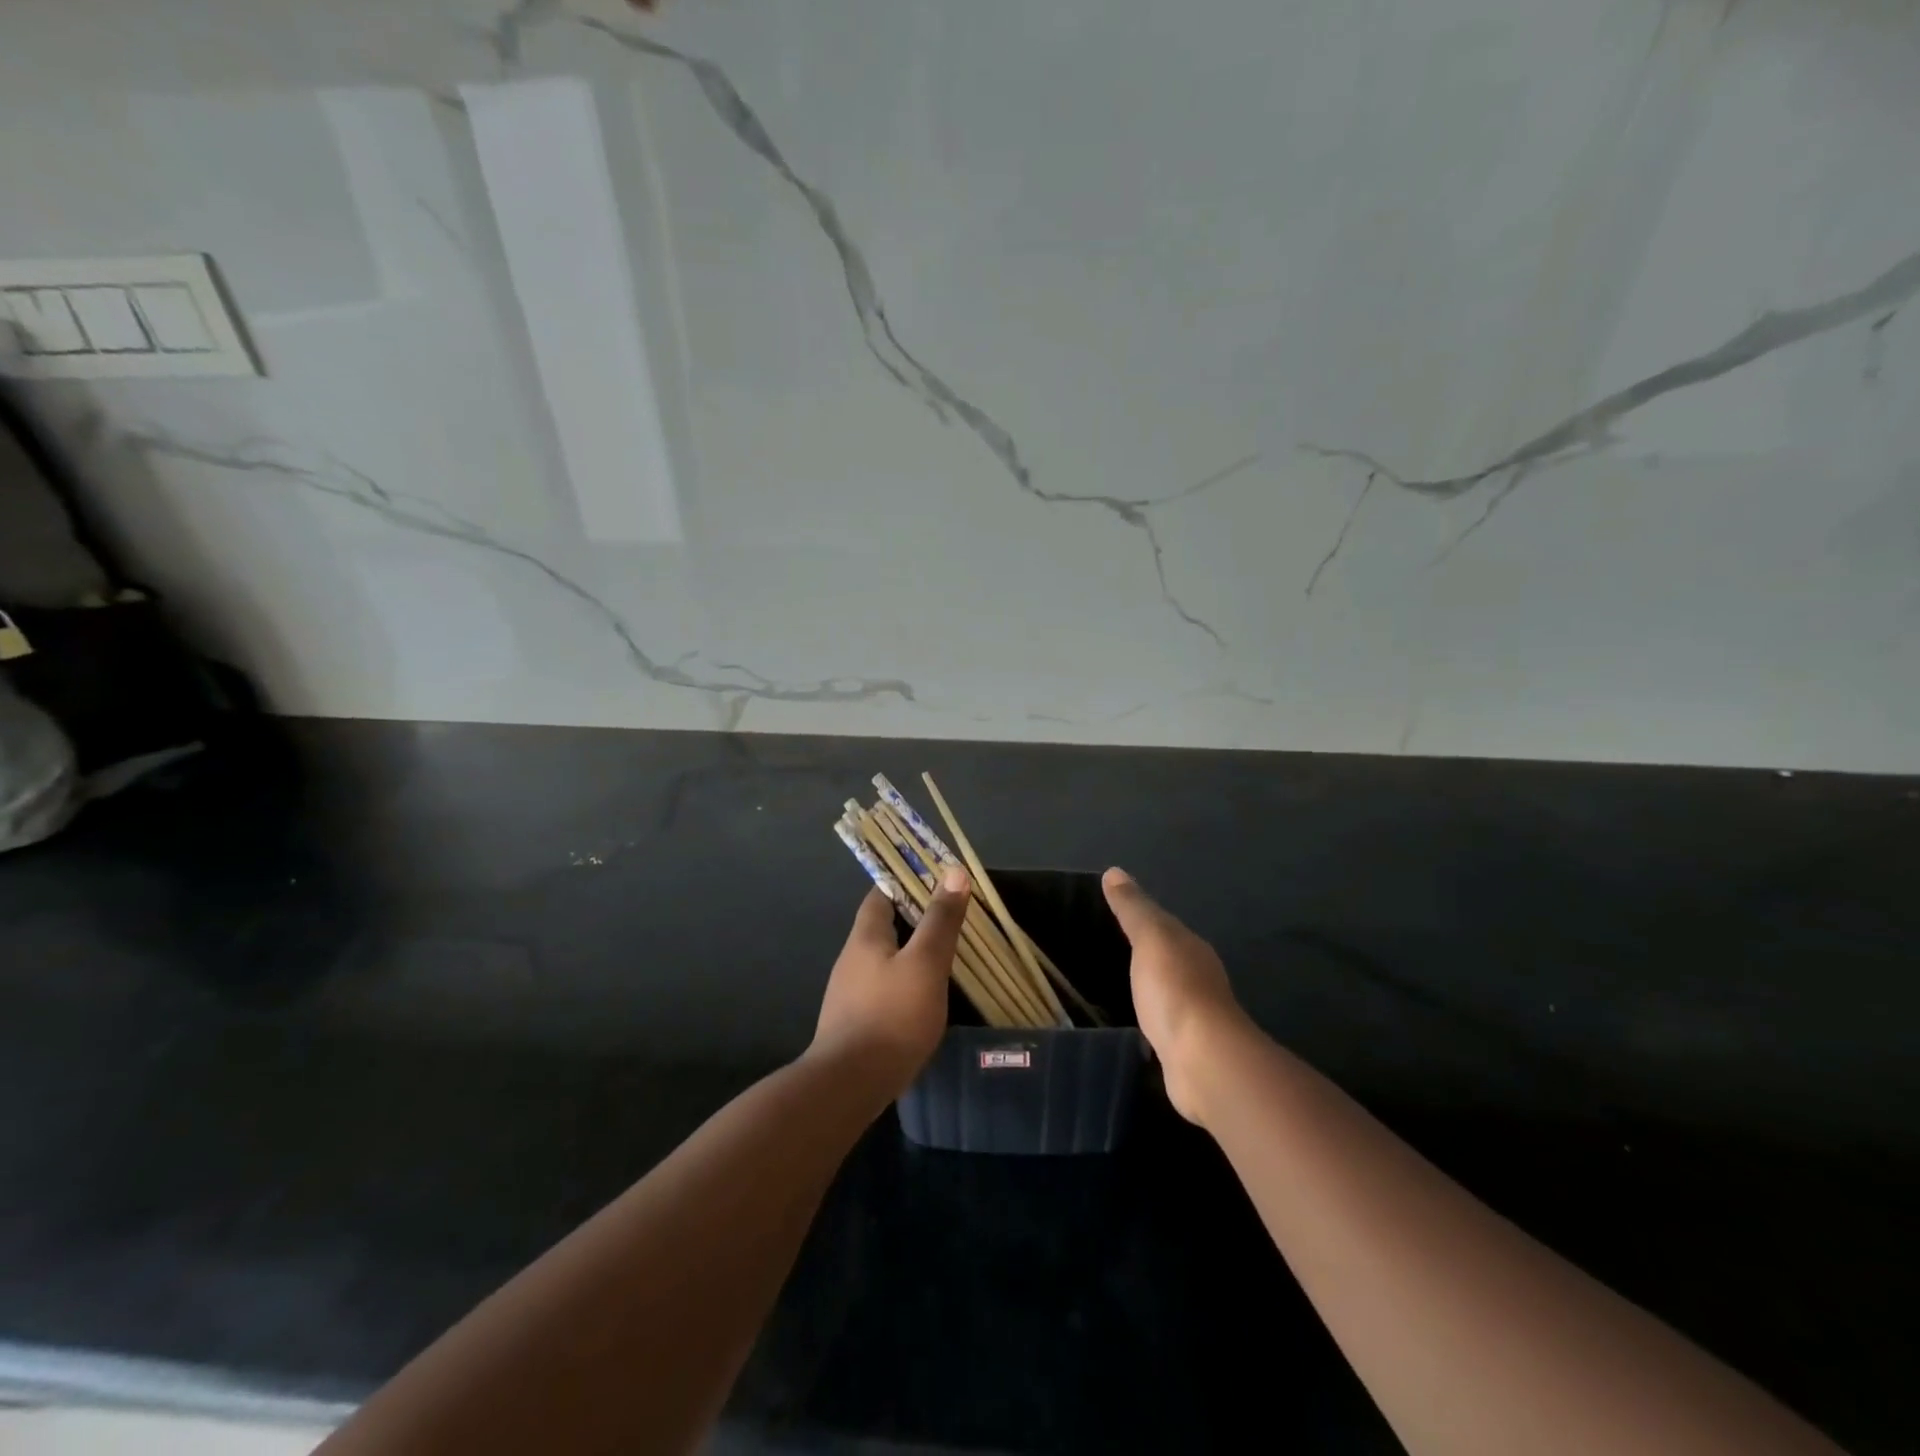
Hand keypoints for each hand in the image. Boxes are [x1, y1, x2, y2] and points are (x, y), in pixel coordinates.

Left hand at [809, 867, 970, 1096]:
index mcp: (865, 937)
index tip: (936, 882)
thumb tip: (954, 872)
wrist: (849, 1085)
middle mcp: (851, 959)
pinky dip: (903, 983)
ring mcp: (849, 993)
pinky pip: (882, 989)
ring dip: (909, 953)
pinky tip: (923, 999)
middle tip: (949, 919)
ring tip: (943, 958)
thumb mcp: (925, 963)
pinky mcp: (854, 1022)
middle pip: (882, 926)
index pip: (881, 894)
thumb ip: (940, 920)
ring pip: (883, 959)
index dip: (906, 883)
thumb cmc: (892, 1016)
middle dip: (913, 919)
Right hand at [1103, 866, 1248, 1124]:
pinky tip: (1135, 1023)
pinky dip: (1150, 1017)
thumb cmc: (1174, 989)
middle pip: (1168, 956)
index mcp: (1191, 947)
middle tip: (1107, 946)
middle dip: (1145, 951)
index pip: (1164, 924)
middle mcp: (1199, 976)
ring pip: (1166, 990)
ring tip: (1116, 984)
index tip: (1112, 913)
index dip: (1141, 917)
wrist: (1202, 1060)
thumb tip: (1115, 871)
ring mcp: (1195, 1014)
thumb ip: (1133, 908)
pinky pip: (1162, 1022)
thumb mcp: (1150, 938)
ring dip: (1149, 986)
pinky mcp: (1186, 1047)